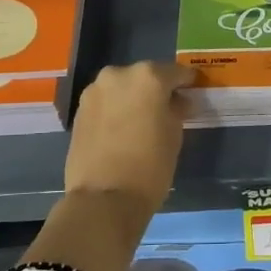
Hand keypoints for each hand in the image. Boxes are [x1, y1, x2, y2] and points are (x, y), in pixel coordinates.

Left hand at [64, 61, 194, 215]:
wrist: (103, 198)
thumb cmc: (150, 165)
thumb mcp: (175, 134)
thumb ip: (177, 109)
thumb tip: (177, 101)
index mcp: (148, 76)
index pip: (175, 72)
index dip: (186, 82)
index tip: (192, 91)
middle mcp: (118, 75)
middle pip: (145, 76)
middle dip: (156, 89)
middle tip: (167, 108)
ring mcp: (94, 91)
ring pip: (122, 88)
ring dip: (133, 98)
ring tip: (143, 121)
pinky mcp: (79, 111)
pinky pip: (105, 103)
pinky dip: (116, 110)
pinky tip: (123, 129)